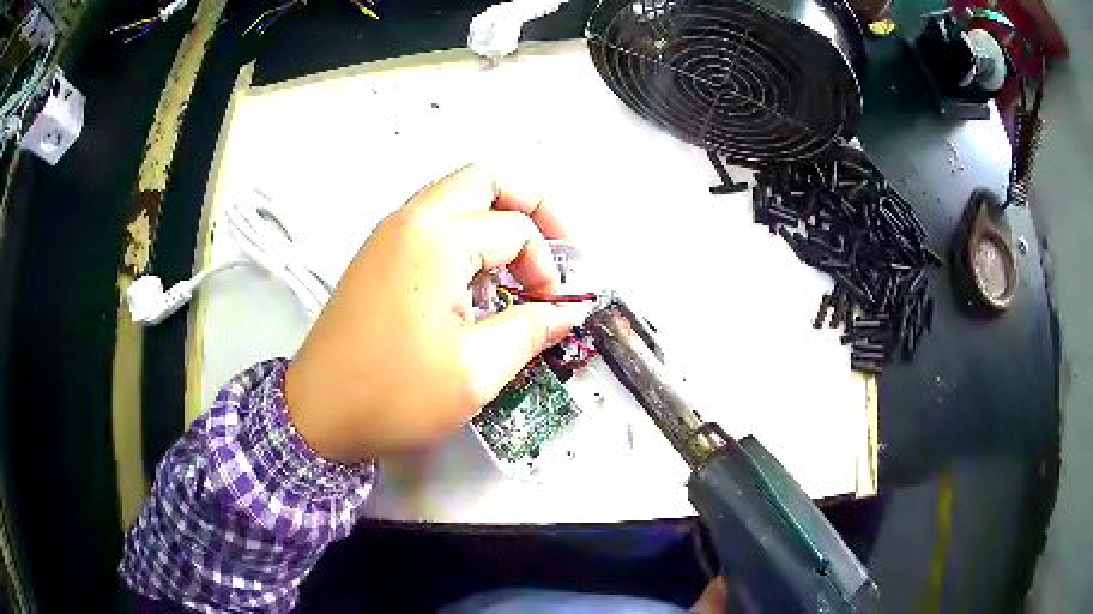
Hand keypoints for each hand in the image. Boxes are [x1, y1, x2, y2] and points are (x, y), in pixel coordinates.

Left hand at [284, 165, 584, 461]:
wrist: (317, 414)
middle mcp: (410, 220)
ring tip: (523, 261)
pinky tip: (479, 278)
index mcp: (435, 240)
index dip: (546, 268)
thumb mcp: (476, 371)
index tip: (551, 310)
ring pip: (458, 195)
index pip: (515, 231)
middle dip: (532, 204)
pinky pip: (434, 221)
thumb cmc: (392, 395)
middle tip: (558, 243)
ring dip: (498, 216)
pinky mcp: (378, 255)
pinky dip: (468, 233)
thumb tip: (566, 312)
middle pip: (486, 180)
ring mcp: (389, 234)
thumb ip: (531, 331)